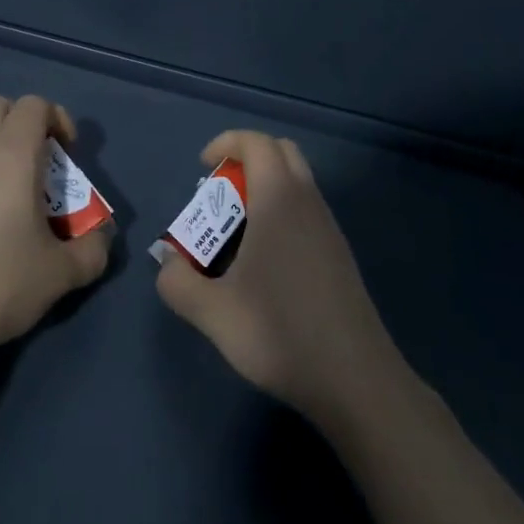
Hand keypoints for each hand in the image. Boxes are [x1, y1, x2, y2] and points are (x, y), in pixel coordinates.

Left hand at [0, 95, 110, 367]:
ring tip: (17, 201)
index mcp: (10, 154)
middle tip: (43, 167)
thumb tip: (101, 239)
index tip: (69, 155)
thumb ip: (92, 252)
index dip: (58, 119)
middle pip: (0, 107)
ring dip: (1, 152)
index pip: (34, 104)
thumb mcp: (58, 275)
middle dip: (26, 125)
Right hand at [156, 130, 403, 422]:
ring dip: (265, 188)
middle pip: (281, 152)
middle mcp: (308, 202)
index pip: (256, 142)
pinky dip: (281, 214)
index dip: (226, 142)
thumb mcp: (213, 312)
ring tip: (235, 232)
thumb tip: (168, 263)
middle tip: (220, 193)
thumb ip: (178, 281)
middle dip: (247, 158)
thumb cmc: (280, 333)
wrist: (356, 382)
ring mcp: (329, 228)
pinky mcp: (339, 256)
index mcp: (279, 199)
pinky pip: (306, 211)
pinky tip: (264, 263)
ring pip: (297, 182)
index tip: (202, 166)